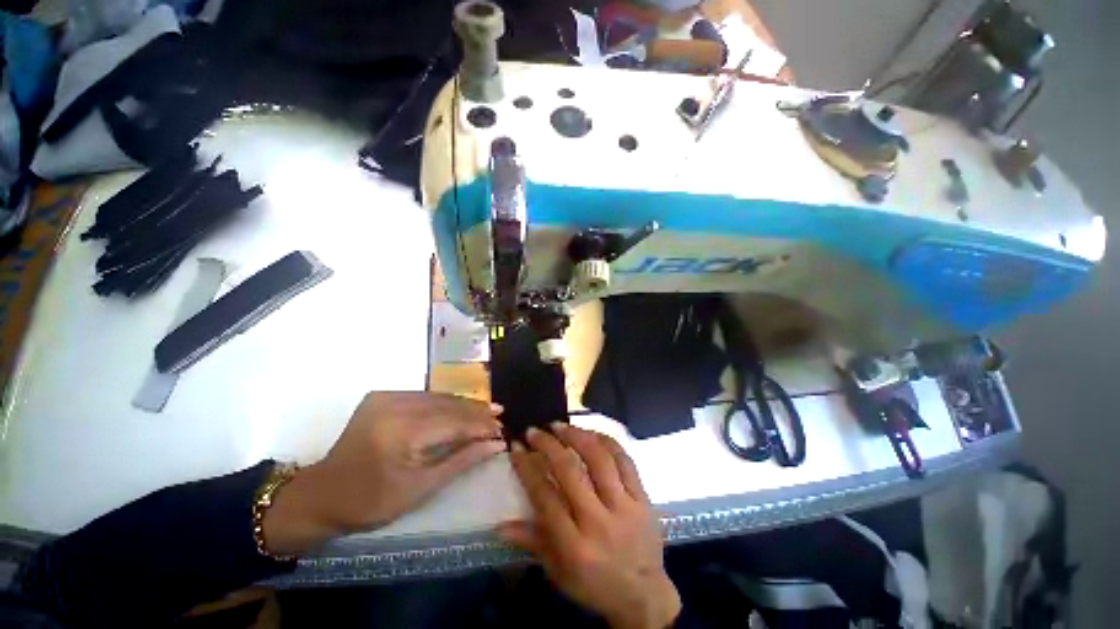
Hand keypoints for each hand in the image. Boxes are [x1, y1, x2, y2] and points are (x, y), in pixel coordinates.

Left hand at [263, 392, 504, 555]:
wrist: (320, 494)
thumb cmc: (370, 502)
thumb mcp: (419, 489)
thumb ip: (461, 461)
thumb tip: (495, 444)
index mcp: (401, 432)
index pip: (454, 421)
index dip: (481, 425)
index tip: (501, 430)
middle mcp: (394, 405)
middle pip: (448, 404)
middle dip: (476, 411)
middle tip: (499, 416)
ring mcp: (386, 396)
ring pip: (438, 396)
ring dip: (464, 404)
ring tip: (487, 411)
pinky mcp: (382, 395)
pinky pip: (424, 396)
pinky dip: (445, 403)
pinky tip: (460, 408)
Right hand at [500, 425, 680, 628]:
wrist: (645, 596)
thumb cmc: (595, 586)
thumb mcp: (558, 572)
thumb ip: (532, 543)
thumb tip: (498, 525)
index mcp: (575, 546)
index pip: (545, 497)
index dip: (527, 468)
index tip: (517, 447)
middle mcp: (599, 521)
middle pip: (570, 471)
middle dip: (548, 445)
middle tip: (535, 430)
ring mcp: (625, 506)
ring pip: (599, 459)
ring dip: (577, 436)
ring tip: (561, 425)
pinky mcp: (643, 497)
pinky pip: (625, 460)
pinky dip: (607, 441)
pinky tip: (592, 432)